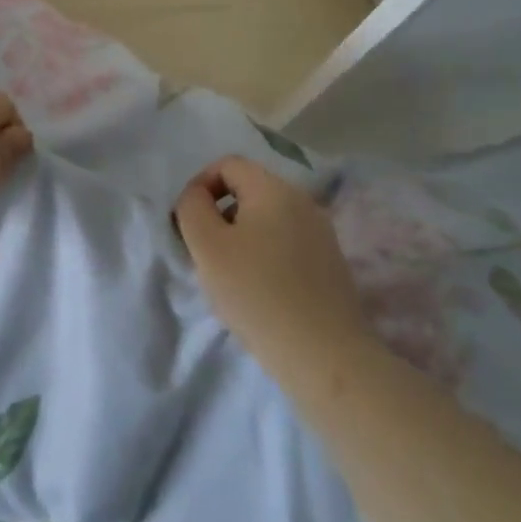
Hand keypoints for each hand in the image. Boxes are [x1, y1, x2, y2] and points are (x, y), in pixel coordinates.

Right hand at [173, 156, 370, 376]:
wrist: (324, 356)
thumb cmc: (257, 293)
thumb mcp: (207, 246)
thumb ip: (192, 208)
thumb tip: (197, 195)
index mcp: (273, 189)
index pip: (228, 164)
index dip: (200, 185)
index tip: (189, 222)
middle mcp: (303, 201)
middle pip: (249, 190)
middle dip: (220, 213)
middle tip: (206, 253)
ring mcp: (322, 233)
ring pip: (268, 218)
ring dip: (242, 236)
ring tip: (232, 275)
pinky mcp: (331, 263)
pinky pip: (287, 243)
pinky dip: (266, 255)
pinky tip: (261, 291)